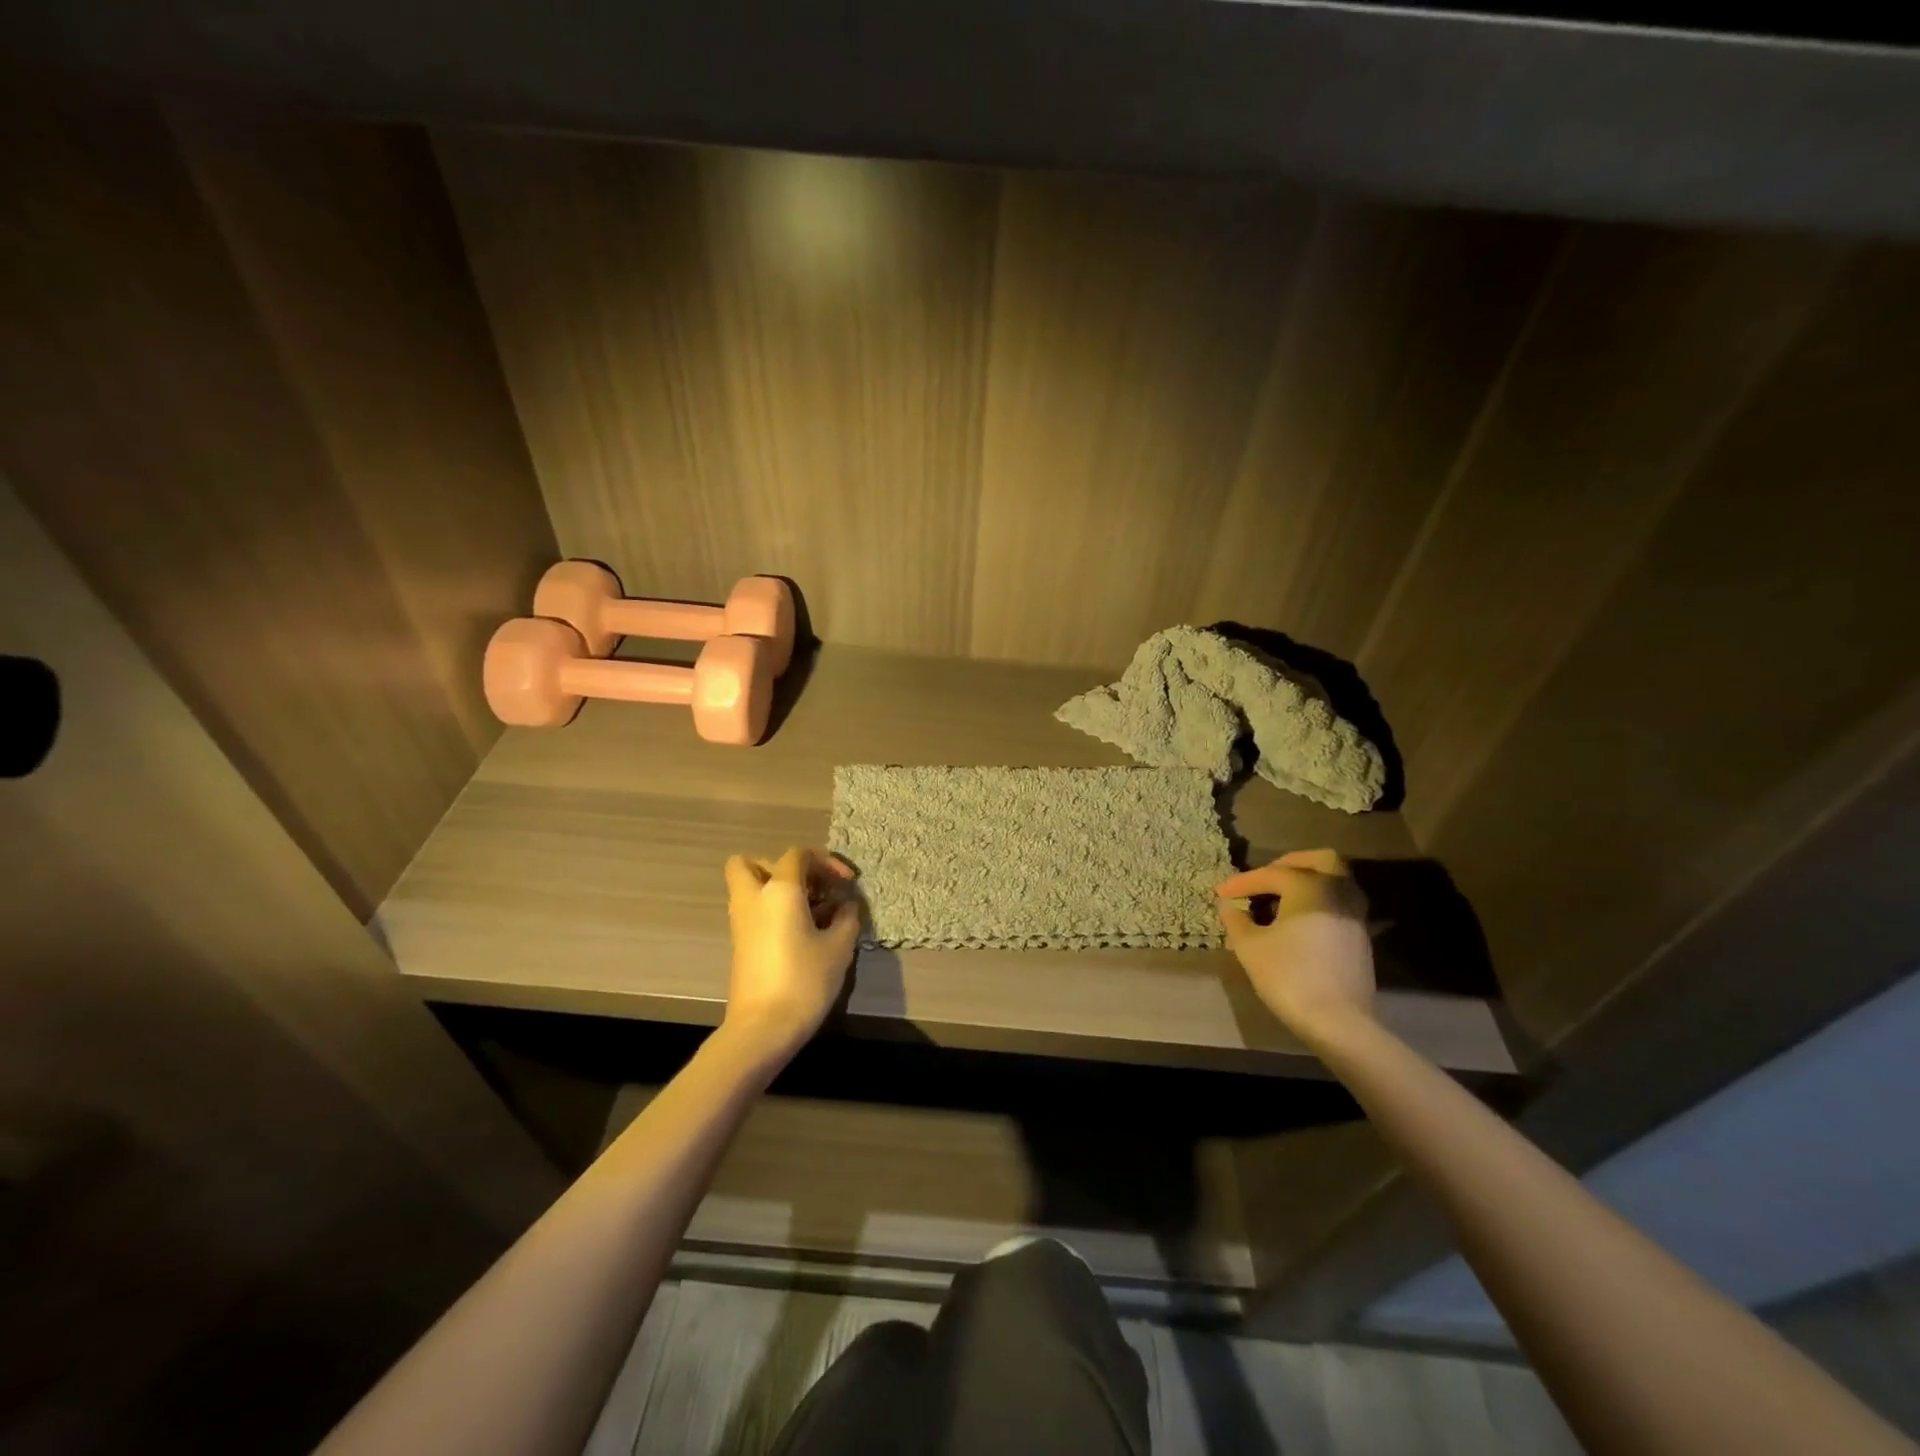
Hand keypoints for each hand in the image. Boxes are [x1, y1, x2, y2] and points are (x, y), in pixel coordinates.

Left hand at [722, 847, 861, 1060]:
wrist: (762, 1028)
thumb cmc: (804, 980)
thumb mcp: (839, 947)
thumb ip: (846, 918)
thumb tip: (846, 905)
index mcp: (779, 890)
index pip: (798, 855)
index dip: (826, 862)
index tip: (847, 883)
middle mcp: (753, 898)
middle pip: (752, 863)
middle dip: (781, 868)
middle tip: (810, 888)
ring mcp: (741, 923)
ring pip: (749, 888)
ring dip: (776, 890)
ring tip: (810, 912)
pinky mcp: (740, 945)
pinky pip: (753, 911)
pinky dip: (772, 912)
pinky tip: (801, 933)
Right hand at [1216, 849, 1374, 1042]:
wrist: (1338, 1022)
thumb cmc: (1288, 975)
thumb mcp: (1250, 947)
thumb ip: (1236, 920)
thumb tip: (1228, 906)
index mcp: (1309, 887)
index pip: (1271, 874)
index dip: (1242, 882)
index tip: (1220, 893)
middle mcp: (1337, 892)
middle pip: (1321, 861)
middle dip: (1291, 864)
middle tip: (1266, 877)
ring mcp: (1354, 916)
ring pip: (1336, 882)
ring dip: (1309, 882)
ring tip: (1281, 899)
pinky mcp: (1360, 939)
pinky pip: (1339, 904)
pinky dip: (1319, 902)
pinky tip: (1299, 921)